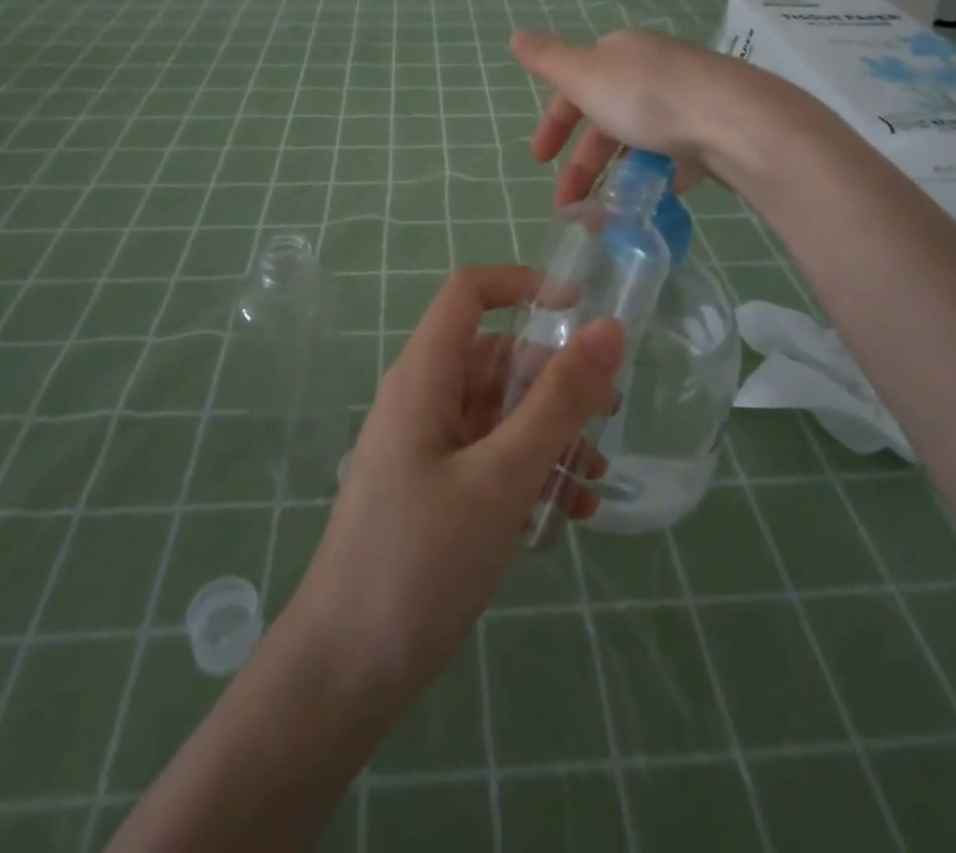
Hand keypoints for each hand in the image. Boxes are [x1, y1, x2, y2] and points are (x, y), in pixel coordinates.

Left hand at [287, 266, 622, 709]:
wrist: (345, 671)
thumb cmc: (420, 560)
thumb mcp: (502, 476)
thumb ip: (558, 401)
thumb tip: (609, 329)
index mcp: (425, 376)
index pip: (469, 293)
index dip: (523, 284)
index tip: (582, 309)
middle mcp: (424, 398)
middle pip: (496, 356)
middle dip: (555, 377)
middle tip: (610, 414)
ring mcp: (428, 445)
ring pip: (500, 410)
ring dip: (551, 431)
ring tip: (595, 475)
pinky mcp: (436, 488)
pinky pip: (492, 455)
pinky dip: (532, 469)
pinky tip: (570, 511)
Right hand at [510, 28, 743, 204]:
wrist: (735, 121)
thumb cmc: (648, 97)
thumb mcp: (585, 76)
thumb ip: (547, 60)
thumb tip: (515, 34)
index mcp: (621, 54)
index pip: (575, 86)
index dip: (554, 123)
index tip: (539, 161)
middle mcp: (654, 70)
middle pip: (606, 118)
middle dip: (583, 163)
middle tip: (569, 204)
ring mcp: (688, 100)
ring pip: (640, 139)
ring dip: (617, 174)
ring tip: (608, 213)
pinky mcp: (714, 130)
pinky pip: (677, 155)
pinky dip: (658, 176)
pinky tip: (653, 199)